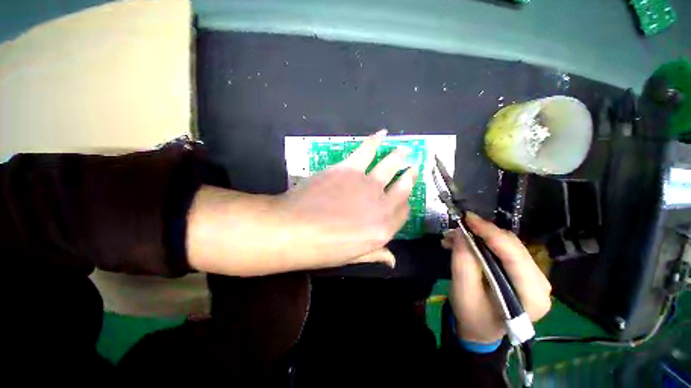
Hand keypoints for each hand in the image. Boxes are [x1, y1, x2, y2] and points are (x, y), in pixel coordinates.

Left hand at [273, 129, 416, 269]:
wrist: (293, 229)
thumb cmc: (322, 248)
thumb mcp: (351, 257)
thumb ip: (375, 254)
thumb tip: (392, 260)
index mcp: (383, 229)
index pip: (403, 212)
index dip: (405, 202)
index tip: (404, 196)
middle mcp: (381, 204)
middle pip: (402, 187)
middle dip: (409, 177)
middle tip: (412, 168)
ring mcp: (366, 183)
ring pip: (390, 165)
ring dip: (398, 156)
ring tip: (403, 150)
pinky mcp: (349, 168)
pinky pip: (367, 150)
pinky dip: (375, 140)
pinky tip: (382, 134)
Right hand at [443, 213, 551, 343]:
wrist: (480, 329)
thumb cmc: (473, 316)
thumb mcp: (463, 292)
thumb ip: (463, 263)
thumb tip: (461, 234)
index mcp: (531, 296)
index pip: (514, 255)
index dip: (490, 233)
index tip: (467, 218)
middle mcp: (540, 284)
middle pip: (512, 246)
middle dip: (482, 233)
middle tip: (457, 228)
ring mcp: (533, 276)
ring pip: (507, 244)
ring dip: (480, 236)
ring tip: (455, 237)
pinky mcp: (523, 271)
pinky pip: (504, 248)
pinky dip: (483, 242)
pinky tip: (465, 243)